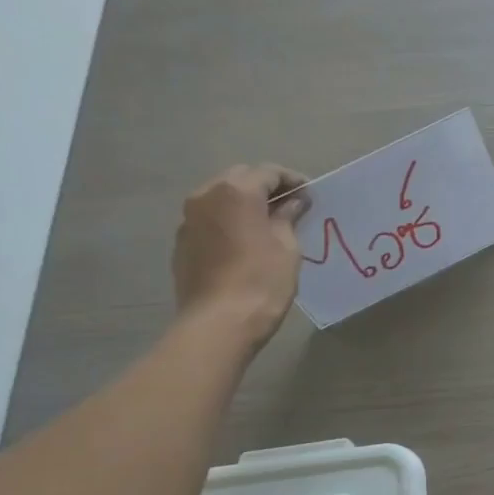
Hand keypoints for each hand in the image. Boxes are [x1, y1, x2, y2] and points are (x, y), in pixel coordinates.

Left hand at [172, 164, 310, 348]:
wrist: (219, 322)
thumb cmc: (262, 281)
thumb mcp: (287, 247)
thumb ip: (288, 218)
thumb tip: (292, 204)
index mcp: (237, 192)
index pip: (268, 172)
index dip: (292, 180)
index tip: (311, 194)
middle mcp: (206, 196)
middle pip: (240, 178)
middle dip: (265, 187)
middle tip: (290, 205)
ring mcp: (189, 219)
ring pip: (221, 198)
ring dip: (244, 203)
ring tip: (268, 223)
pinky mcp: (182, 242)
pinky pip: (210, 220)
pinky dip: (229, 221)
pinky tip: (245, 241)